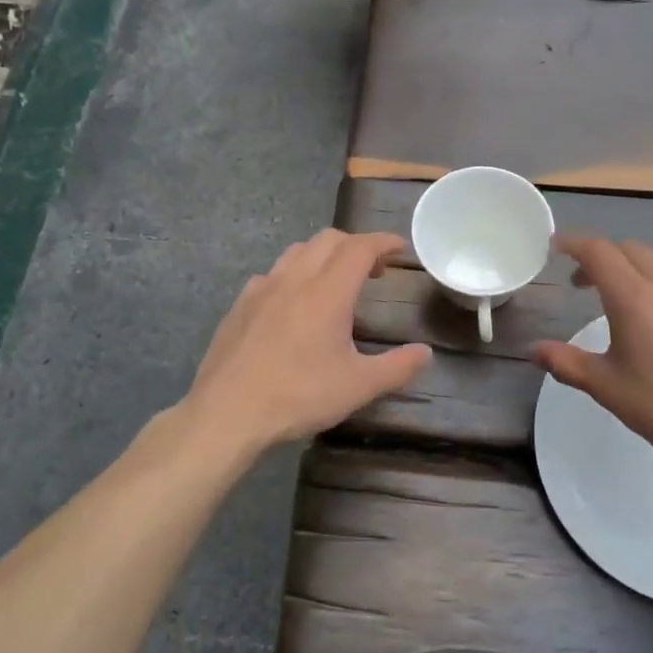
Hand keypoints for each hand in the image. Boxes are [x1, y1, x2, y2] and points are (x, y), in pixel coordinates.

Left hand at [183, 229, 430, 454]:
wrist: (227, 412)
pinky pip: (273, 273)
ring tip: (336, 281)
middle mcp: (294, 279)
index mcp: (327, 292)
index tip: (399, 248)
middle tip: (374, 270)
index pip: (360, 247)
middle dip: (356, 245)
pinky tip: (294, 303)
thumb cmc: (298, 396)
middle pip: (329, 240)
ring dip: (324, 255)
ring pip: (297, 251)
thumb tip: (425, 353)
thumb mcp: (358, 387)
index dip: (383, 241)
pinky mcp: (240, 305)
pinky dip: (294, 274)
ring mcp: (261, 288)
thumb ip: (397, 367)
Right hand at [531, 235, 652, 481]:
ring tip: (630, 300)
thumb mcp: (608, 388)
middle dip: (603, 257)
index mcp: (635, 298)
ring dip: (639, 270)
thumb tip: (534, 350)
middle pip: (631, 250)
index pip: (598, 252)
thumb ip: (567, 363)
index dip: (573, 243)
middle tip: (585, 283)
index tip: (556, 247)